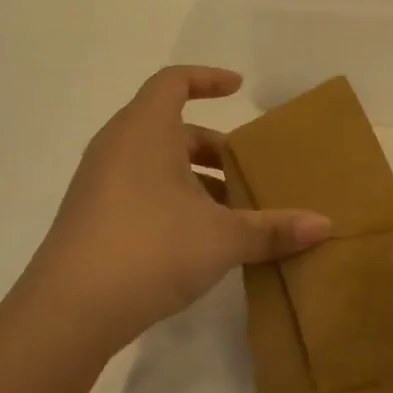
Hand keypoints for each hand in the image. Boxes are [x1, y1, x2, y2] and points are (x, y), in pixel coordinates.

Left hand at [28, 67, 330, 351]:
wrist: (66, 313)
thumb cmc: (149, 249)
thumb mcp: (222, 238)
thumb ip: (273, 229)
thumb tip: (326, 225)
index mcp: (145, 130)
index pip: (174, 81)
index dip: (208, 78)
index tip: (239, 89)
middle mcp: (117, 146)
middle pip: (169, 126)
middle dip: (212, 145)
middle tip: (246, 168)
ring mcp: (99, 182)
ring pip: (154, 161)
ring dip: (193, 176)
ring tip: (230, 209)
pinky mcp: (91, 216)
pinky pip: (138, 187)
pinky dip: (171, 197)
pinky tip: (197, 237)